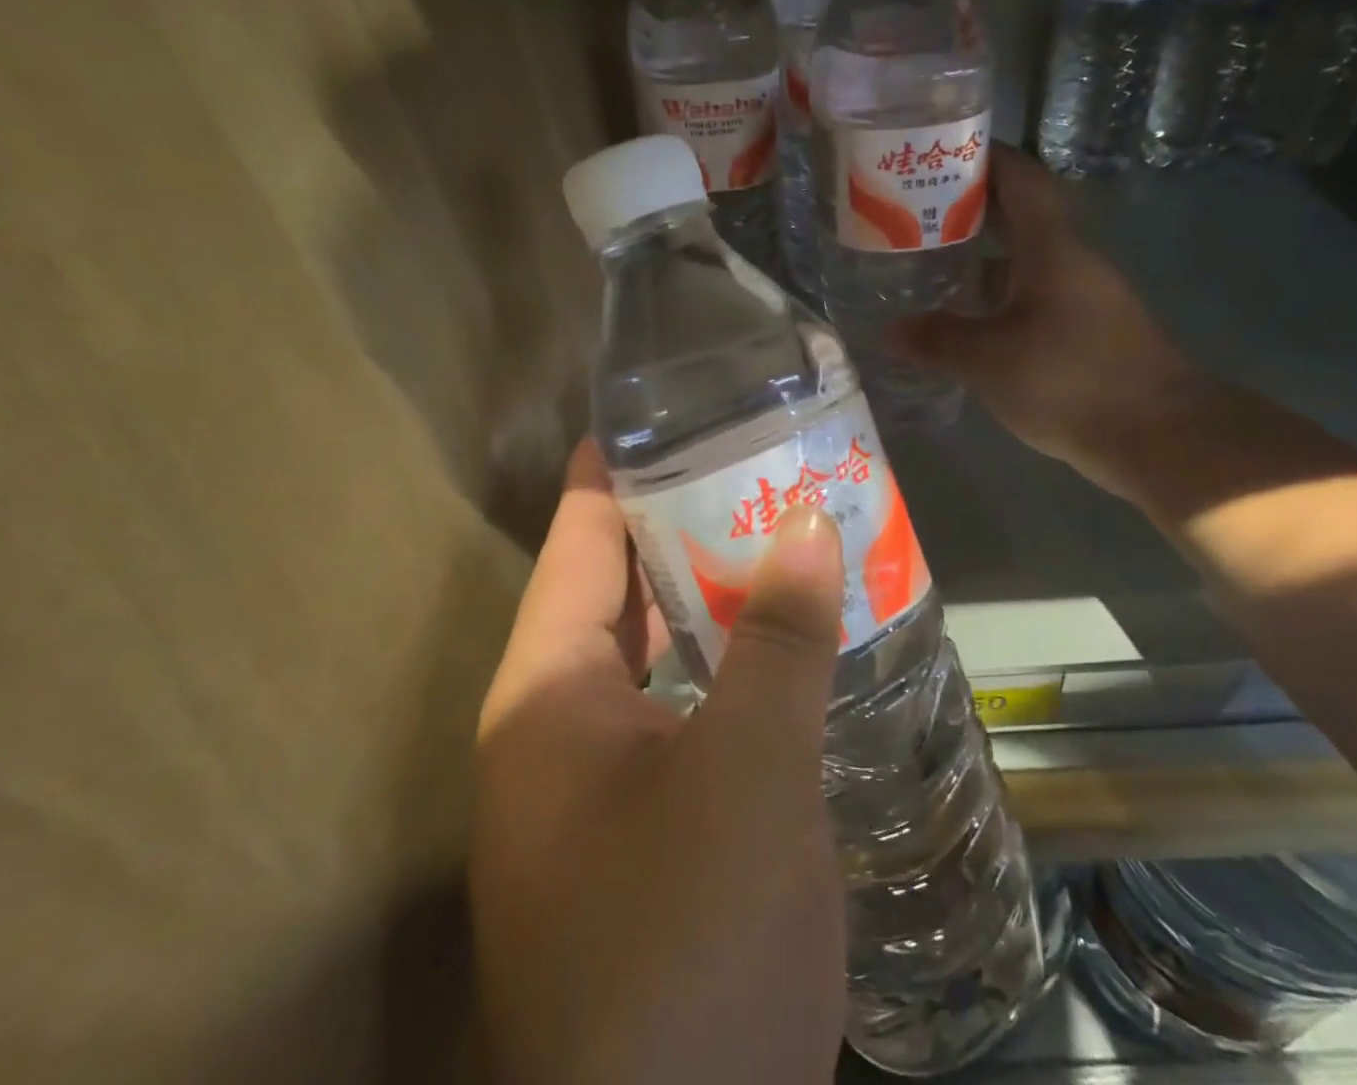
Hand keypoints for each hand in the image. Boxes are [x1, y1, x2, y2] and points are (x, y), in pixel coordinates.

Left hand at [471, 441, 847, 1084]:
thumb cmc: (686, 947)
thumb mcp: (745, 774)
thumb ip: (778, 640)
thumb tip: (809, 523)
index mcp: (548, 692)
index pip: (583, 538)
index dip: (620, 467)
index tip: (676, 409)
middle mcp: (561, 726)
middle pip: (626, 588)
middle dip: (691, 524)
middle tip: (764, 462)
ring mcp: (603, 784)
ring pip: (665, 651)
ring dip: (722, 596)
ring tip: (792, 532)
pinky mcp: (651, 831)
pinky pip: (692, 709)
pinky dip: (737, 666)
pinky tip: (795, 646)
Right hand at [892, 149, 1209, 495]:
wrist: (1159, 436)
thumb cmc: (1070, 380)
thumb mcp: (989, 360)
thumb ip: (938, 340)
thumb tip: (891, 331)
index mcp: (1051, 249)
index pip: (1022, 180)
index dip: (988, 158)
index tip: (947, 152)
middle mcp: (1073, 263)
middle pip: (1021, 220)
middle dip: (973, 213)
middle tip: (918, 216)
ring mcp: (1087, 299)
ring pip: (1028, 264)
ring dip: (986, 260)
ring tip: (934, 268)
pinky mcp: (1092, 334)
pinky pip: (1038, 300)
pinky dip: (1003, 300)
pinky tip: (973, 324)